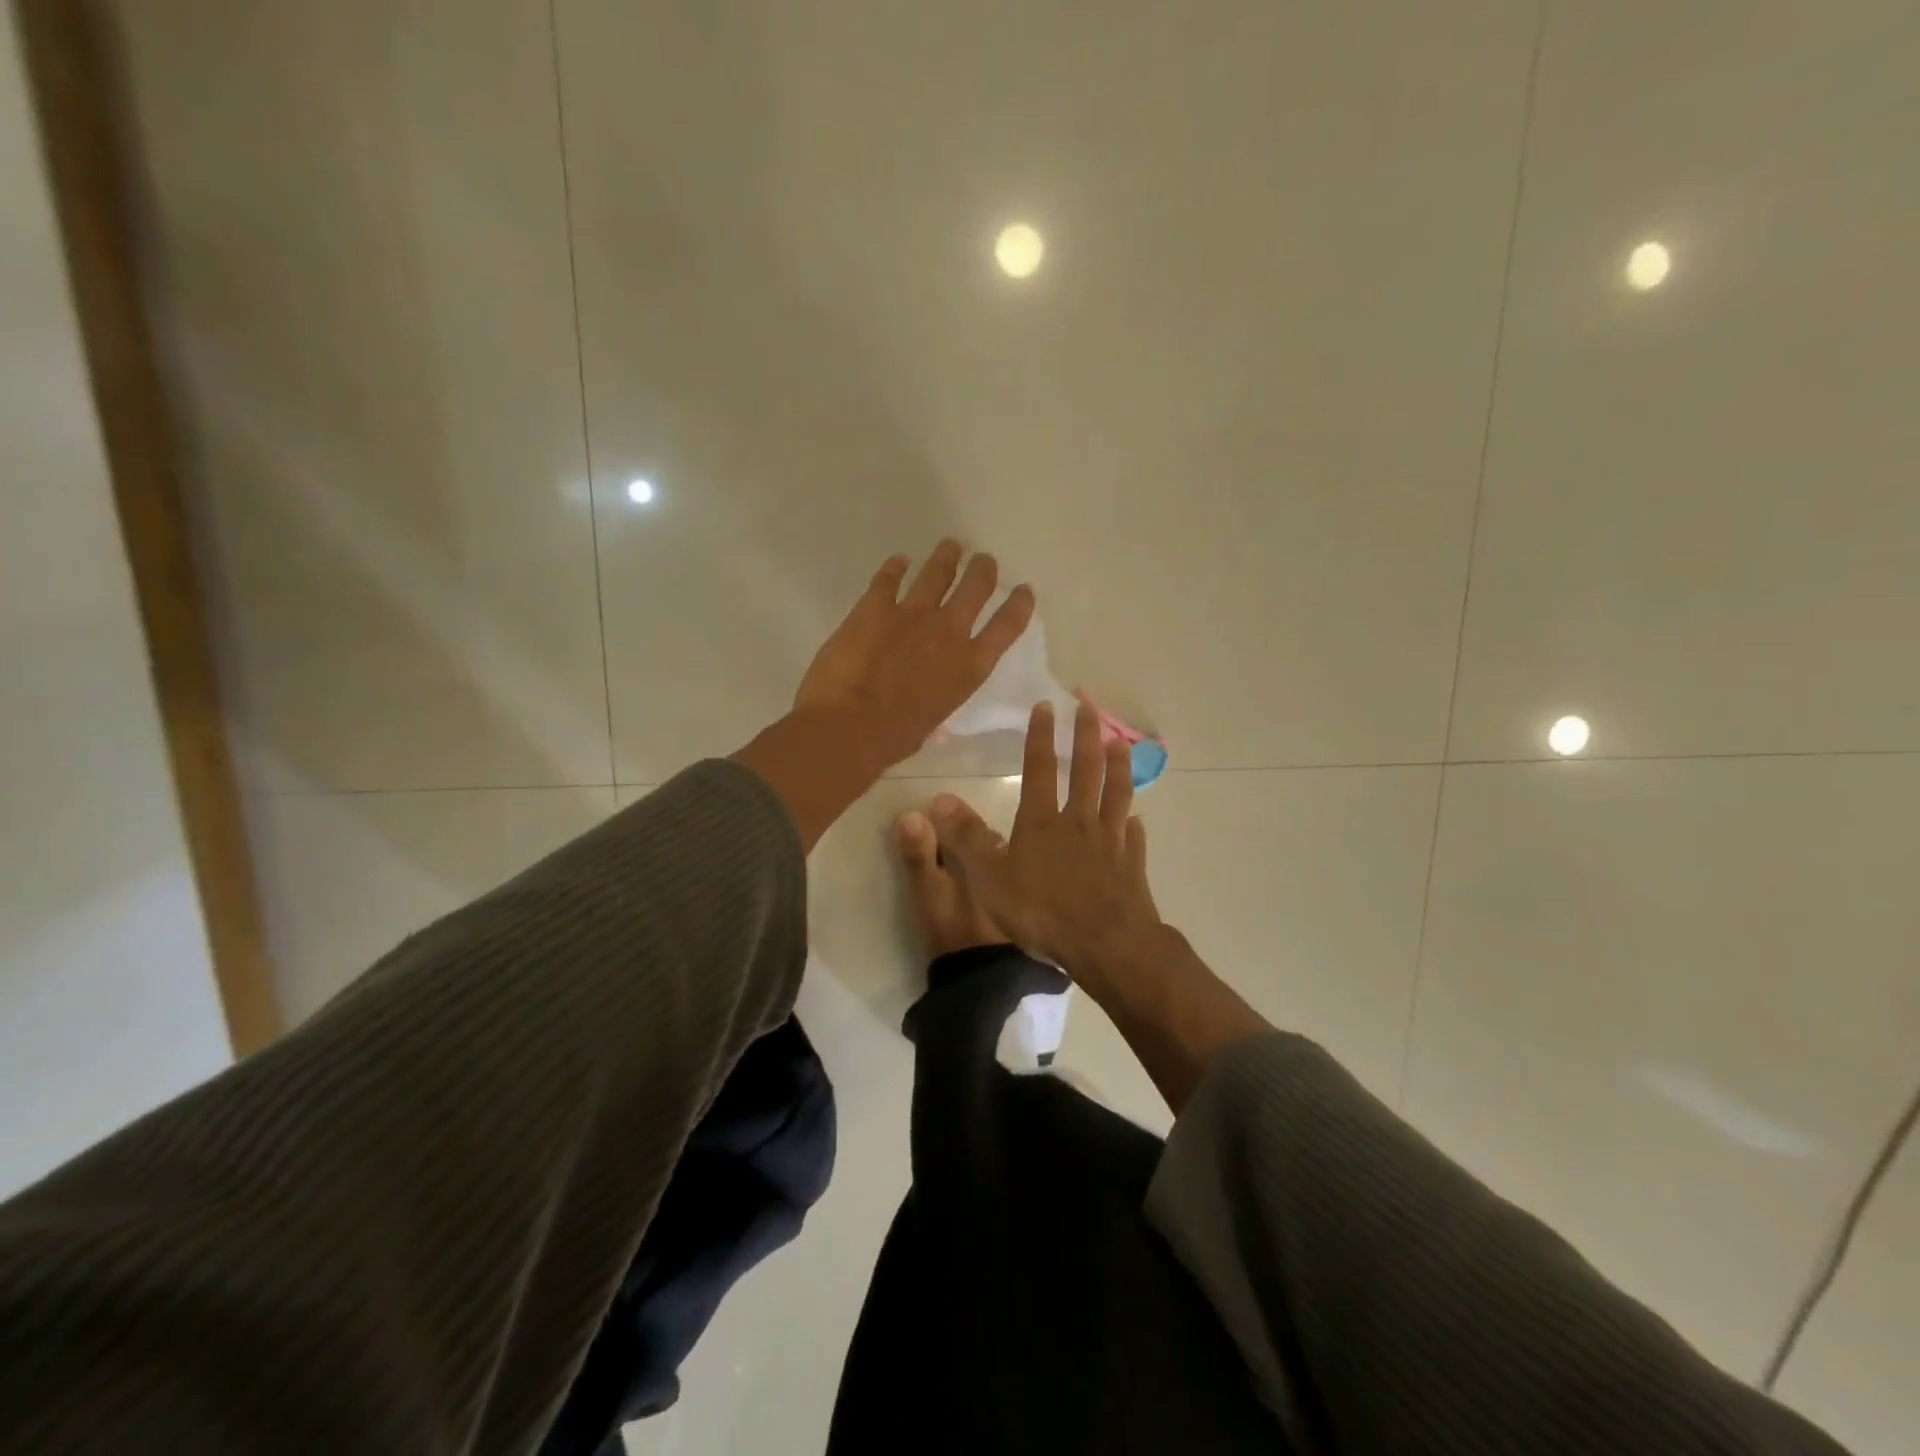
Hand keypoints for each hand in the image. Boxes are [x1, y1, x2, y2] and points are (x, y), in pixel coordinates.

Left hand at [794, 540, 1033, 769]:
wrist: (847, 728)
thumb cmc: (892, 739)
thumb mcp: (930, 726)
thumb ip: (937, 708)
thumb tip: (935, 722)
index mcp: (969, 667)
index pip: (1007, 627)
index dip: (1019, 604)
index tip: (1024, 590)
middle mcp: (949, 632)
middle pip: (976, 586)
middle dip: (983, 569)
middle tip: (984, 560)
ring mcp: (912, 614)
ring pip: (938, 572)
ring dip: (946, 557)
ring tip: (951, 546)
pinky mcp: (875, 607)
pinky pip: (889, 577)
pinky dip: (895, 567)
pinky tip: (898, 561)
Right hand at [927, 699, 1163, 1003]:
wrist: (1105, 945)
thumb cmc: (1042, 912)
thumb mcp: (989, 879)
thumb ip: (965, 839)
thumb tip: (939, 800)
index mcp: (1042, 822)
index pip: (1040, 768)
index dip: (1041, 736)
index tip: (1047, 706)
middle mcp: (1079, 822)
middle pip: (1086, 771)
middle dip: (1086, 737)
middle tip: (1090, 708)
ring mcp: (1110, 842)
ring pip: (1116, 795)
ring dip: (1118, 767)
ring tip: (1121, 744)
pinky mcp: (1131, 866)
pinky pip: (1133, 838)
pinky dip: (1135, 824)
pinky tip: (1137, 819)